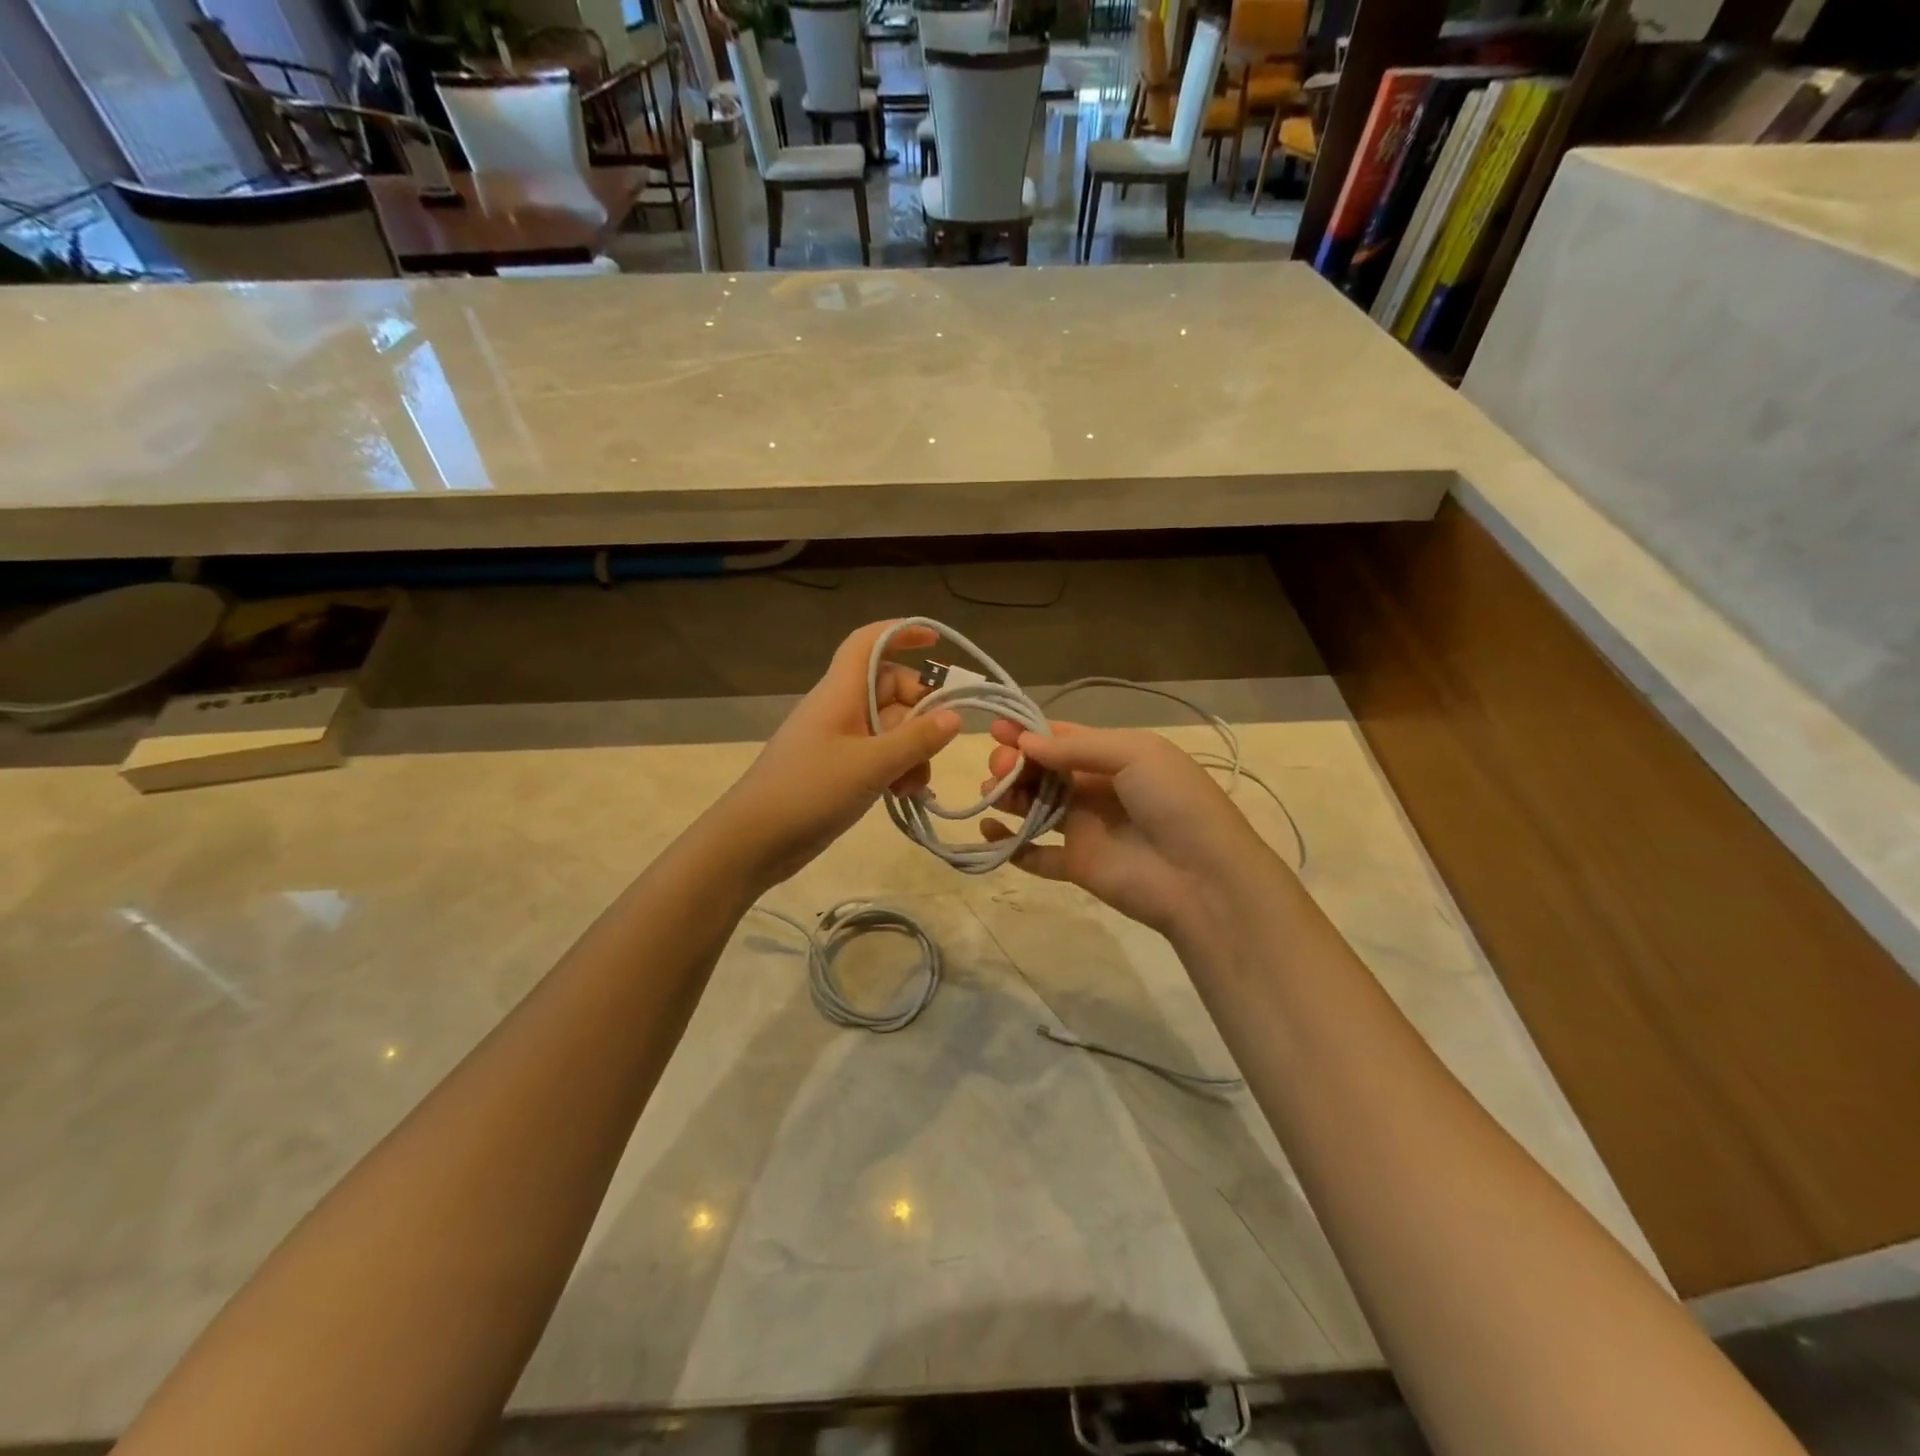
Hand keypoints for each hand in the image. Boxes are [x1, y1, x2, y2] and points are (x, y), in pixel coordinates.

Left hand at [714, 621, 962, 887]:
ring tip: (913, 786)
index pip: (869, 643)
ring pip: (892, 729)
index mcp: (842, 692)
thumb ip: (916, 740)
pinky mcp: (839, 769)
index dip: (901, 633)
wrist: (753, 840)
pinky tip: (904, 795)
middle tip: (938, 746)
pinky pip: (880, 756)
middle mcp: (841, 708)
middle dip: (921, 715)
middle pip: (892, 690)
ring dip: (913, 752)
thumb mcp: (871, 765)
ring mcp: (840, 740)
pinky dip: (898, 769)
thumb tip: (956, 716)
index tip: (937, 642)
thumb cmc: (809, 790)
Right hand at [980, 721, 1284, 939]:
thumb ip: (1077, 748)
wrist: (1203, 876)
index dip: (1028, 732)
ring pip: (1035, 807)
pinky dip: (1010, 844)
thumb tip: (1025, 743)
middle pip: (1044, 770)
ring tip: (992, 794)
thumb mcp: (1135, 754)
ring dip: (1009, 796)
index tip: (995, 728)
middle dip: (1016, 763)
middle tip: (999, 768)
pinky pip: (1035, 854)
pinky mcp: (1077, 865)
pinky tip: (990, 833)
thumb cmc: (1173, 802)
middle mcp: (1096, 788)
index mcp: (1114, 756)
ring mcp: (1085, 828)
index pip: (1063, 738)